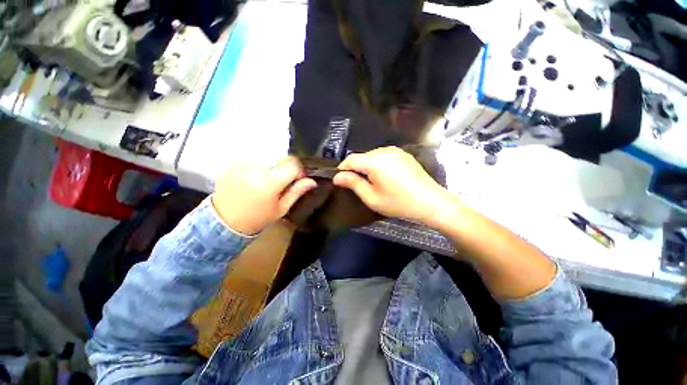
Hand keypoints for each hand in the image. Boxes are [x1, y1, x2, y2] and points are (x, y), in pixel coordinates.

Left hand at [212, 157, 316, 234]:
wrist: (224, 221)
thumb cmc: (257, 218)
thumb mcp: (281, 209)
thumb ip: (297, 192)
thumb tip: (312, 181)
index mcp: (268, 183)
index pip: (292, 165)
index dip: (299, 171)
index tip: (299, 179)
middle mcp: (254, 168)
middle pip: (281, 156)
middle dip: (288, 166)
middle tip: (285, 178)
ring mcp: (242, 162)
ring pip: (269, 152)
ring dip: (275, 162)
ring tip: (272, 175)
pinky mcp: (234, 161)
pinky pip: (255, 154)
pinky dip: (263, 160)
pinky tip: (259, 172)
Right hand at [333, 146, 453, 225]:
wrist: (430, 202)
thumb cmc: (398, 203)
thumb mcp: (371, 197)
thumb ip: (353, 184)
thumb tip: (338, 176)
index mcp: (374, 160)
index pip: (351, 159)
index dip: (343, 169)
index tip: (340, 180)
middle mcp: (384, 150)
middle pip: (362, 157)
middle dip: (356, 169)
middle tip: (356, 184)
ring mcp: (396, 151)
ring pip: (372, 156)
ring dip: (367, 166)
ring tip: (371, 182)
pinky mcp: (404, 154)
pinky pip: (384, 156)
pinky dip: (378, 164)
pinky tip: (384, 177)